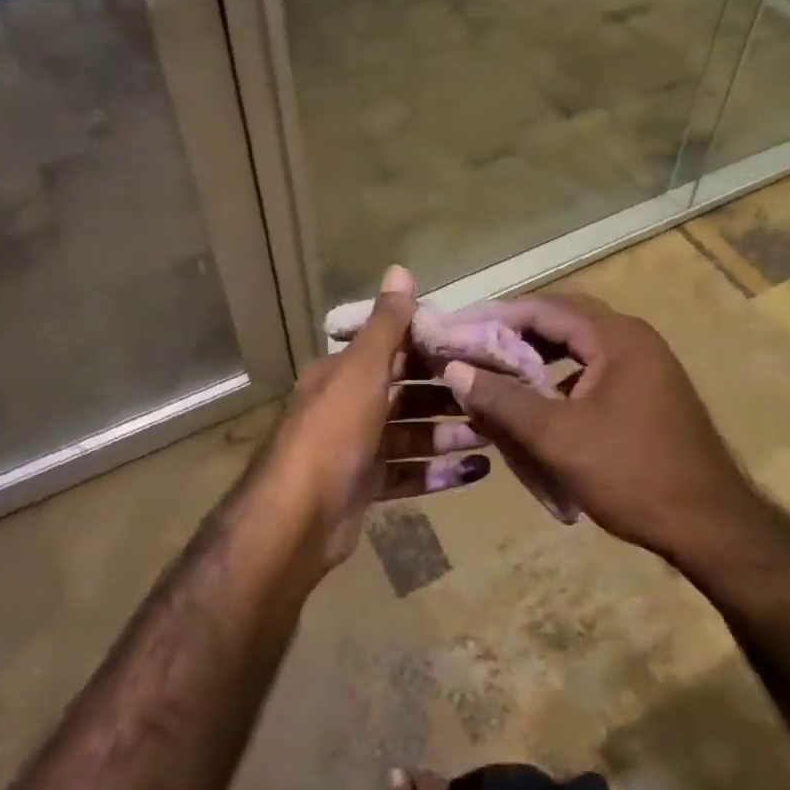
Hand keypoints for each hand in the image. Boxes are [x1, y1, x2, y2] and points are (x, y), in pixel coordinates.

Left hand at [263, 266, 491, 568]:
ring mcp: (356, 449)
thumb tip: (400, 269)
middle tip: (492, 397)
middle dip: (447, 396)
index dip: (432, 348)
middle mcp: (348, 405)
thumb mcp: (363, 370)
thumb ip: (386, 324)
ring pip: (411, 434)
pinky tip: (474, 473)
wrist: (297, 520)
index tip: (475, 350)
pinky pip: (408, 473)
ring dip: (448, 434)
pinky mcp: (365, 487)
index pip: (394, 351)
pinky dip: (438, 472)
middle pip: (406, 394)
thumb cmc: (333, 433)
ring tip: (491, 436)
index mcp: (344, 373)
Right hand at [439, 294, 756, 564]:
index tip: (457, 330)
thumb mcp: (557, 438)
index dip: (496, 316)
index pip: (544, 308)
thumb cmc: (632, 474)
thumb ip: (503, 400)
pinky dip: (561, 377)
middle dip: (514, 333)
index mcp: (616, 336)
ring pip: (578, 346)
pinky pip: (594, 369)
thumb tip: (453, 369)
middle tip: (471, 346)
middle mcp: (633, 338)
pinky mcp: (649, 391)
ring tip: (496, 370)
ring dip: (538, 355)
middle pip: (562, 321)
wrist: (713, 527)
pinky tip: (538, 401)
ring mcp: (646, 365)